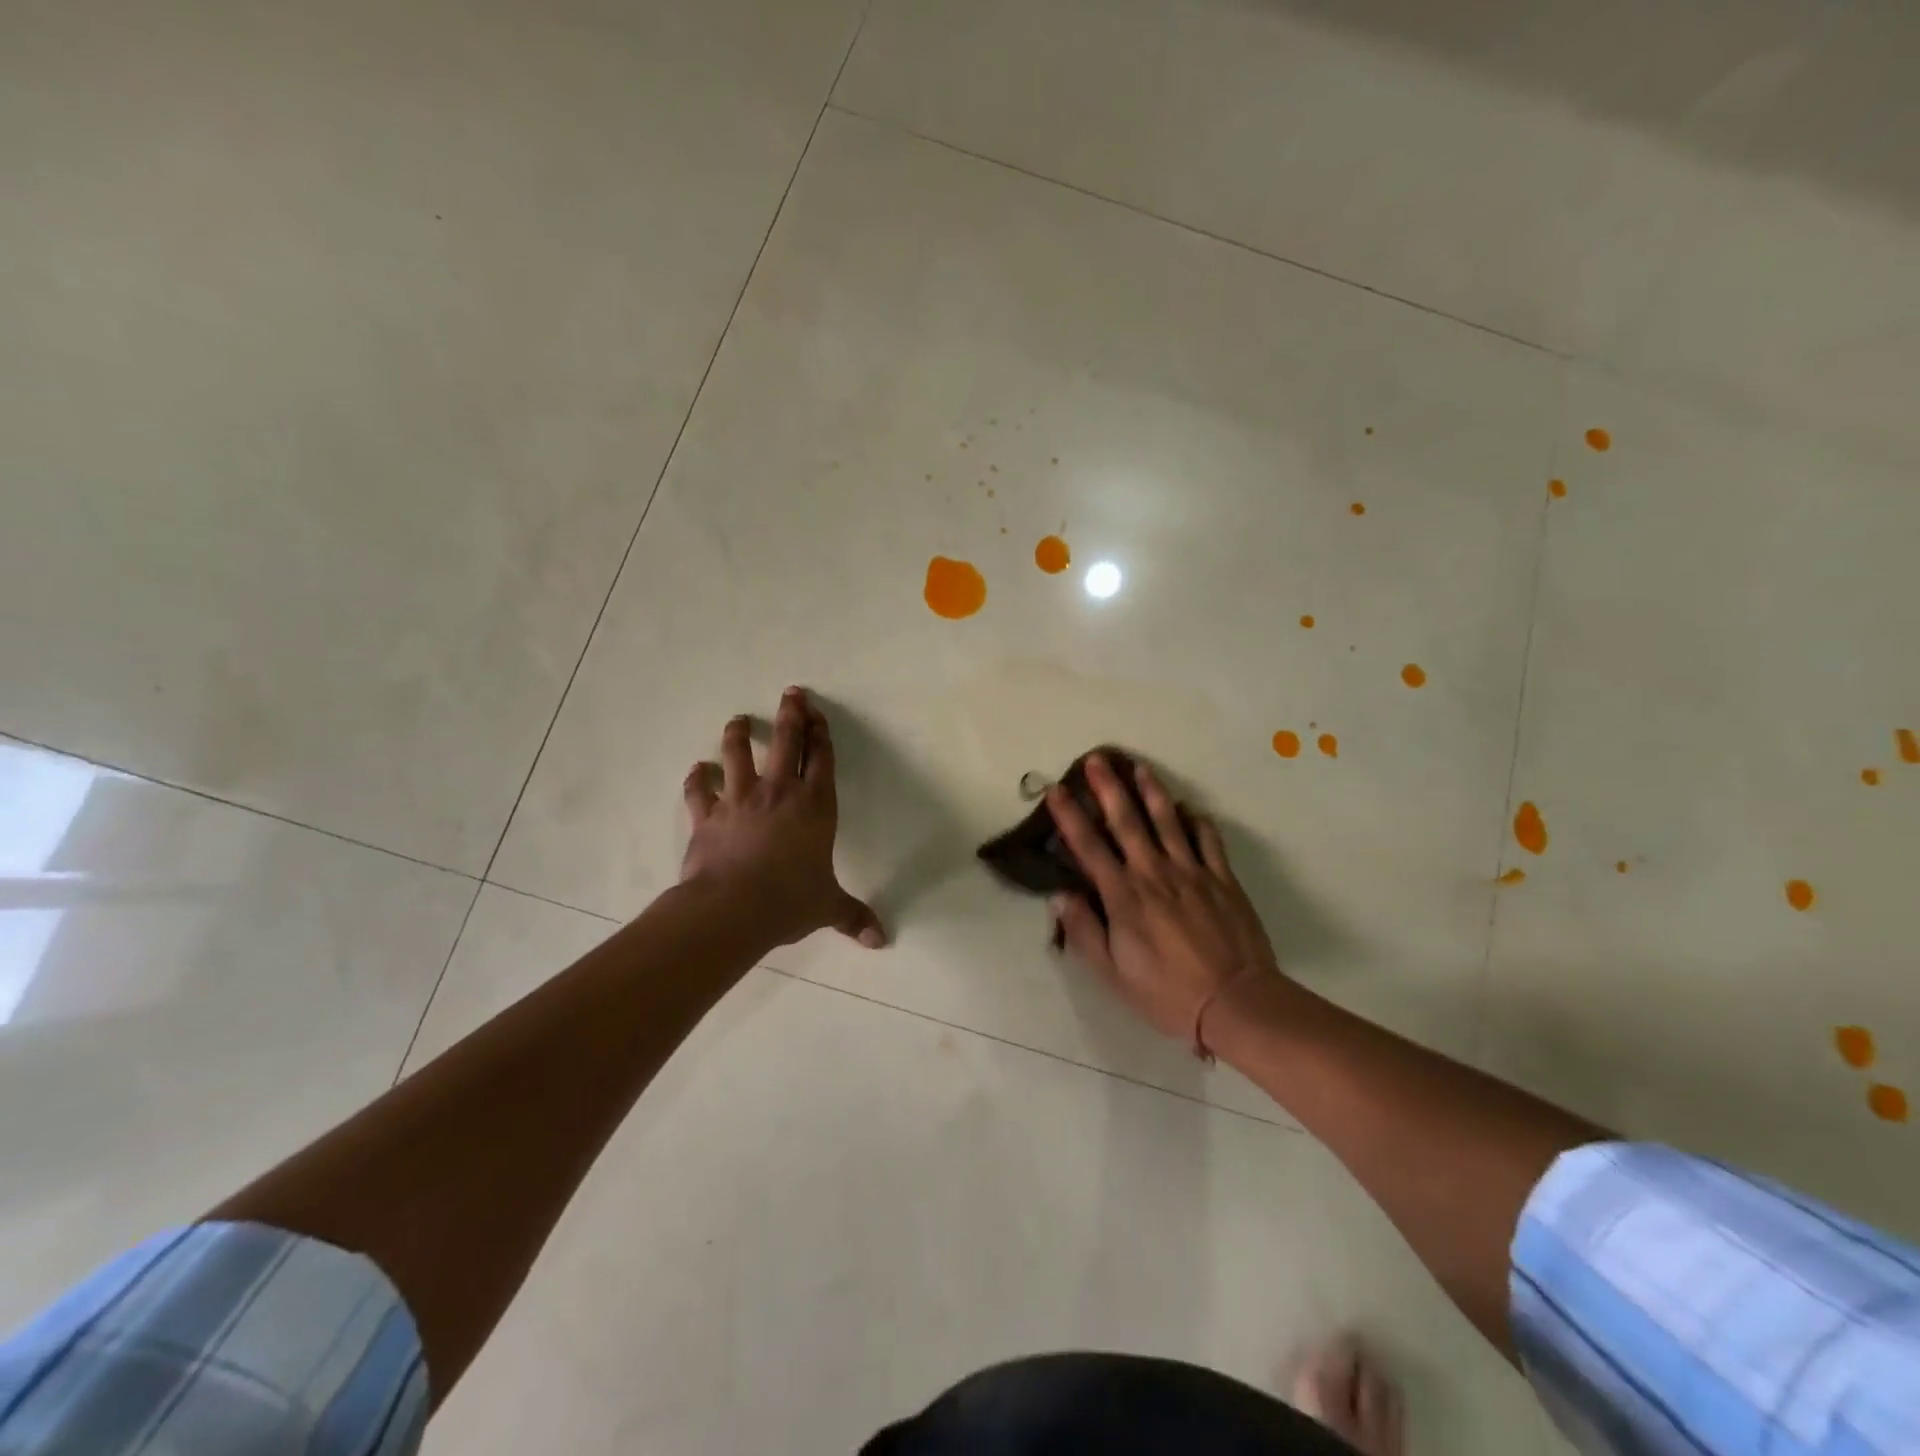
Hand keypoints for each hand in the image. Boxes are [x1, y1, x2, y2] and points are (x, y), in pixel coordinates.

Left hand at [680, 688, 884, 951]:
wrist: (733, 909)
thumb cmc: (789, 900)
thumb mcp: (827, 907)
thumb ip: (853, 917)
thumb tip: (880, 940)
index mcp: (815, 806)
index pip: (821, 759)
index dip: (821, 733)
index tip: (817, 713)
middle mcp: (779, 793)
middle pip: (785, 742)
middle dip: (790, 714)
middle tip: (791, 693)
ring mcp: (740, 800)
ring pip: (737, 754)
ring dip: (737, 733)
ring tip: (738, 719)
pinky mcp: (707, 815)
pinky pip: (699, 790)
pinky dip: (696, 778)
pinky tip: (696, 770)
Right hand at [1046, 754, 1276, 1046]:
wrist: (1236, 1002)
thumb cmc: (1167, 993)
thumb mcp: (1112, 973)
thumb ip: (1085, 931)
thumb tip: (1060, 895)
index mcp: (1123, 895)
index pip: (1088, 846)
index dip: (1069, 816)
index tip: (1056, 790)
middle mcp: (1154, 872)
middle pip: (1127, 820)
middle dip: (1108, 787)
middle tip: (1097, 758)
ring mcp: (1192, 871)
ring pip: (1168, 820)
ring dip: (1151, 790)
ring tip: (1140, 766)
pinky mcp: (1222, 878)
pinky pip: (1207, 838)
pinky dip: (1196, 819)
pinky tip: (1188, 807)